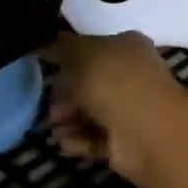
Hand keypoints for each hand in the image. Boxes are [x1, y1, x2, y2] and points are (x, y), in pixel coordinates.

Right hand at [45, 32, 182, 181]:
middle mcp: (132, 76)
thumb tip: (43, 44)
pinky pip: (97, 139)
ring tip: (56, 130)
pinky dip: (80, 141)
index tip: (48, 72)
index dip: (68, 61)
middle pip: (89, 86)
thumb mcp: (78, 54)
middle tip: (51, 110)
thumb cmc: (112, 81)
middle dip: (65, 98)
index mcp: (127, 47)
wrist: (144, 129)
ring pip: (91, 114)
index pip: (93, 50)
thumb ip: (59, 47)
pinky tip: (66, 144)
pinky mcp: (128, 141)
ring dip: (69, 122)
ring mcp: (132, 110)